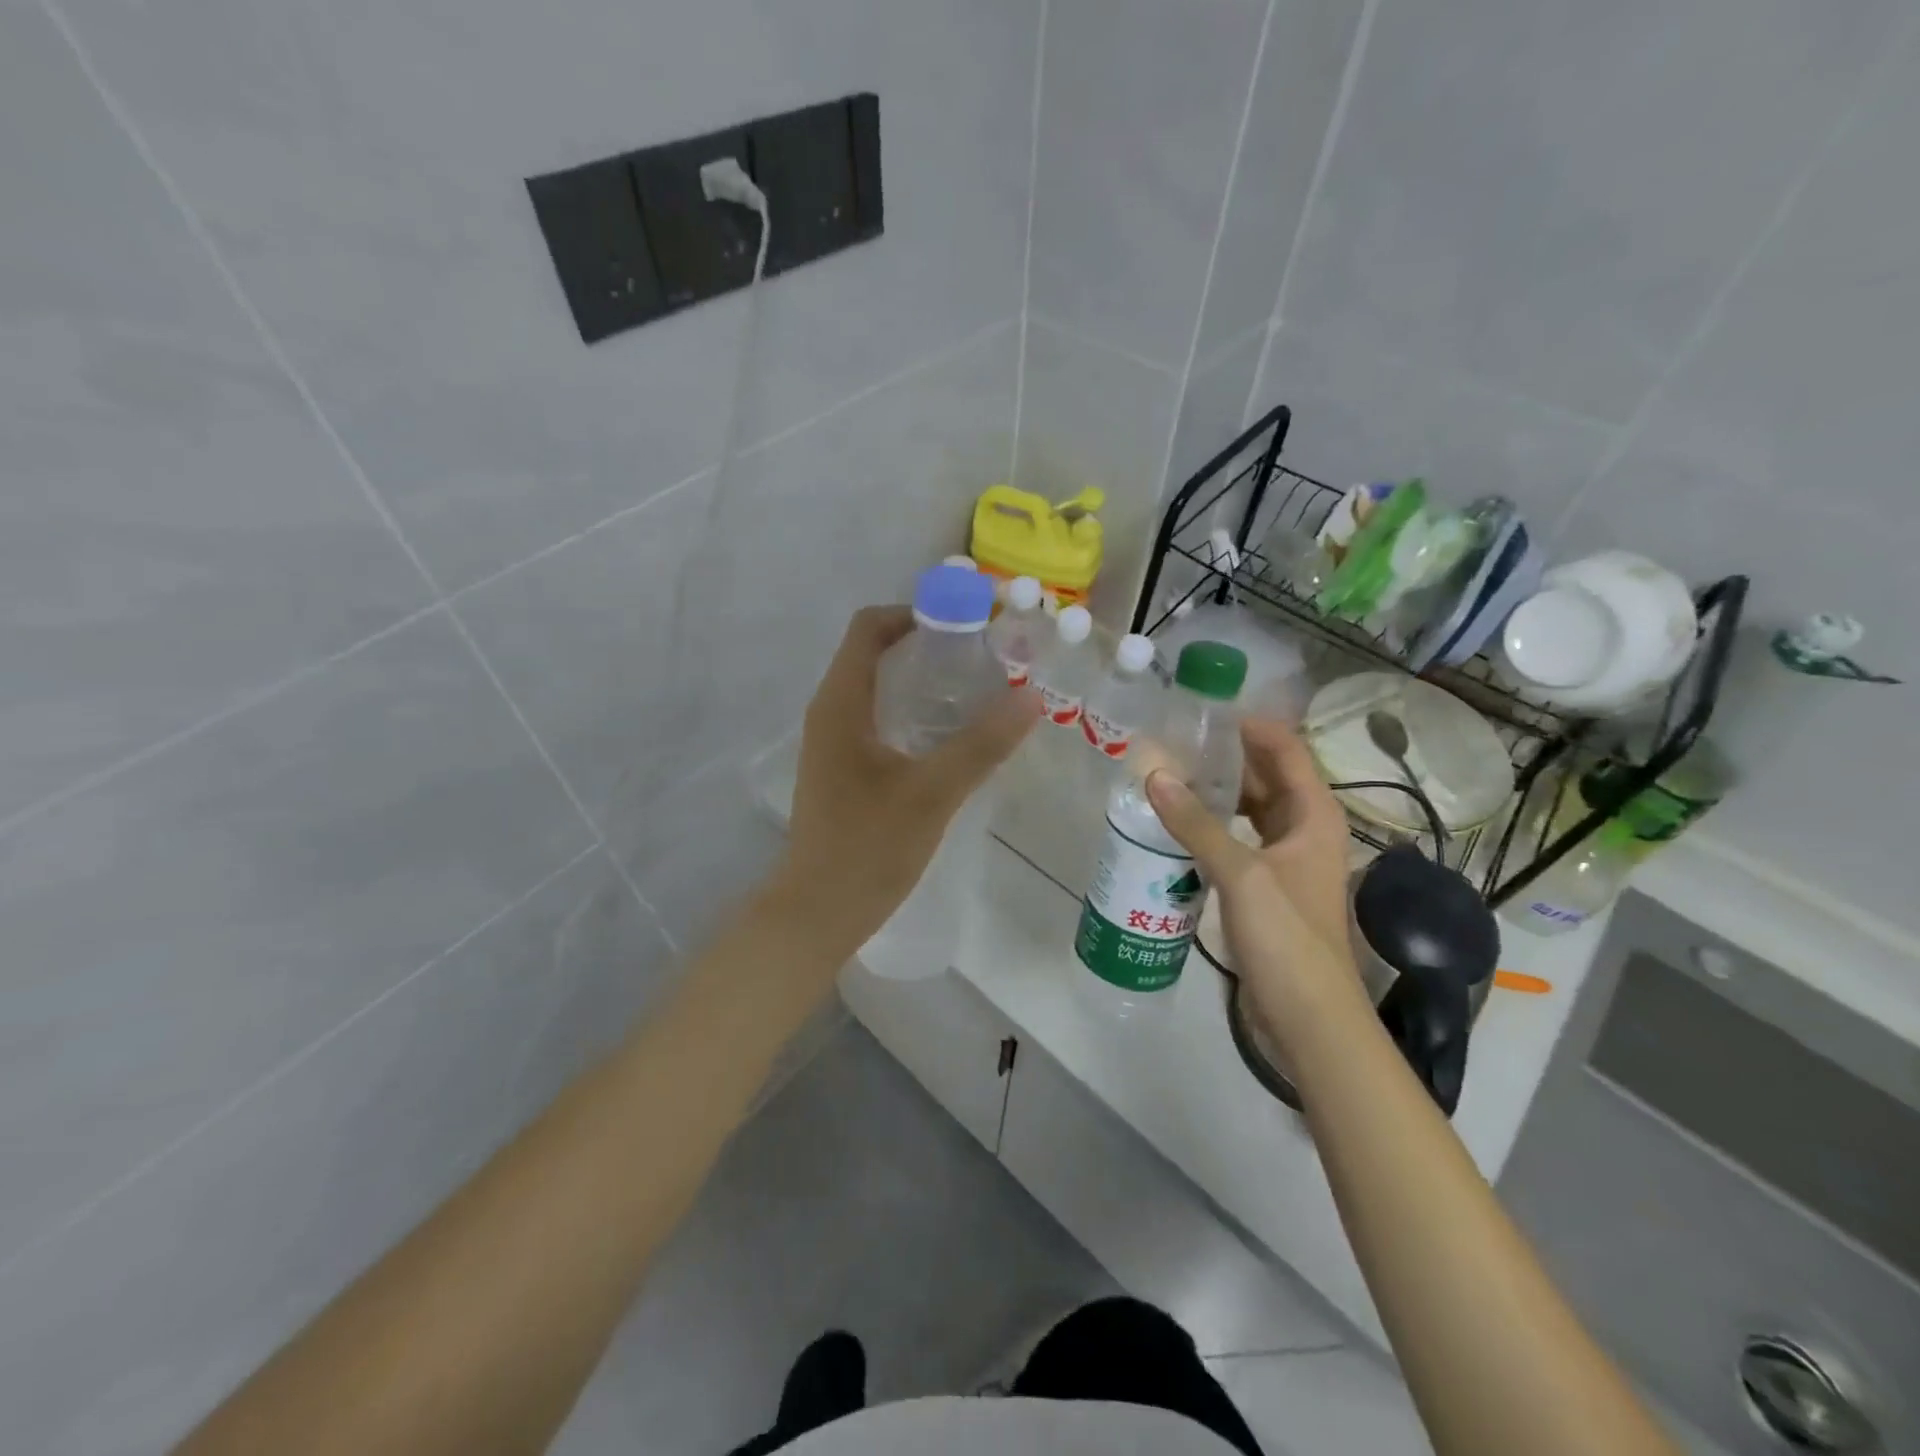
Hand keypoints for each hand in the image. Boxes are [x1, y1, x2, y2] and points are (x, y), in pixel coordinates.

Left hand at [772, 606, 1039, 955]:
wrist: (817, 913)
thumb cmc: (867, 848)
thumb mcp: (932, 793)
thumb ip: (981, 744)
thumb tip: (1030, 696)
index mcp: (840, 703)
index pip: (870, 627)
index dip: (918, 612)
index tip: (970, 625)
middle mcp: (831, 712)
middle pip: (877, 653)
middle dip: (931, 646)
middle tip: (987, 658)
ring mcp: (834, 743)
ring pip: (880, 689)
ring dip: (925, 682)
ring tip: (979, 692)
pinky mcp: (843, 770)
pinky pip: (880, 721)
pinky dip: (915, 713)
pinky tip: (952, 738)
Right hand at [1146, 718, 1366, 1045]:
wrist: (1308, 1017)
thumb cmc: (1287, 937)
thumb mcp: (1240, 873)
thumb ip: (1197, 823)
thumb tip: (1155, 775)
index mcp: (1314, 816)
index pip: (1286, 750)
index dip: (1251, 726)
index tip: (1204, 712)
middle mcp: (1305, 830)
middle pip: (1267, 777)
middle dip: (1227, 757)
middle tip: (1175, 741)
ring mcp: (1286, 860)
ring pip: (1251, 810)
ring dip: (1218, 792)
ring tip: (1170, 775)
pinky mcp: (1267, 887)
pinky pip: (1239, 840)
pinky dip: (1213, 827)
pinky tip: (1178, 825)